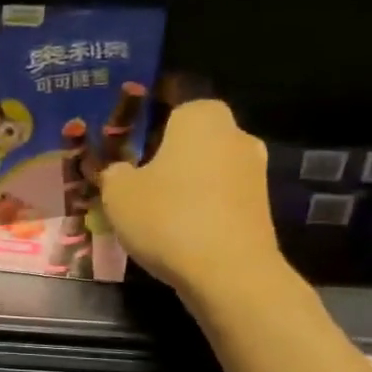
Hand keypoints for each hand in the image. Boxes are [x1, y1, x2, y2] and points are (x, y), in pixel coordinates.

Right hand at [99, 99, 284, 301]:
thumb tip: (120, 169)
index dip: (143, 117)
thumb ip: (113, 172)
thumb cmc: (167, 217)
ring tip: (148, 208)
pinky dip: (197, 205)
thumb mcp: (118, 193)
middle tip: (130, 177)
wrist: (228, 271)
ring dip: (180, 181)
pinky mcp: (259, 204)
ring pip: (204, 167)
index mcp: (200, 116)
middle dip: (162, 153)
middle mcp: (234, 133)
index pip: (170, 100)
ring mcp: (253, 170)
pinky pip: (217, 195)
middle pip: (188, 136)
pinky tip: (174, 229)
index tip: (121, 138)